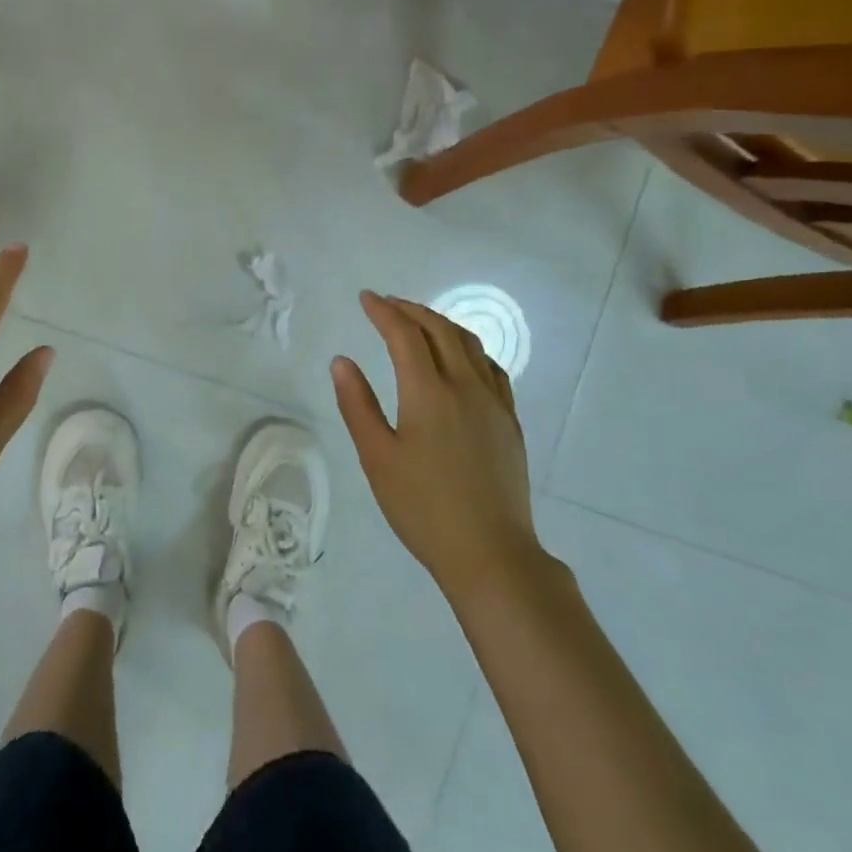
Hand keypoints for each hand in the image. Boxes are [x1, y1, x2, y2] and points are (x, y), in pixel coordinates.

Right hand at [331, 291, 537, 595]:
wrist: (490, 552)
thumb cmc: (423, 507)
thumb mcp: (377, 458)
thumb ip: (358, 405)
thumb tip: (342, 361)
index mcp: (429, 392)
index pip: (405, 335)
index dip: (384, 311)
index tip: (365, 298)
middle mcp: (465, 386)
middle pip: (440, 330)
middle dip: (412, 310)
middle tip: (387, 304)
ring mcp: (494, 403)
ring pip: (469, 344)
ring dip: (441, 324)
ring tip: (419, 322)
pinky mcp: (510, 422)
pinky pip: (490, 367)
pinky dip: (468, 348)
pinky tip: (461, 359)